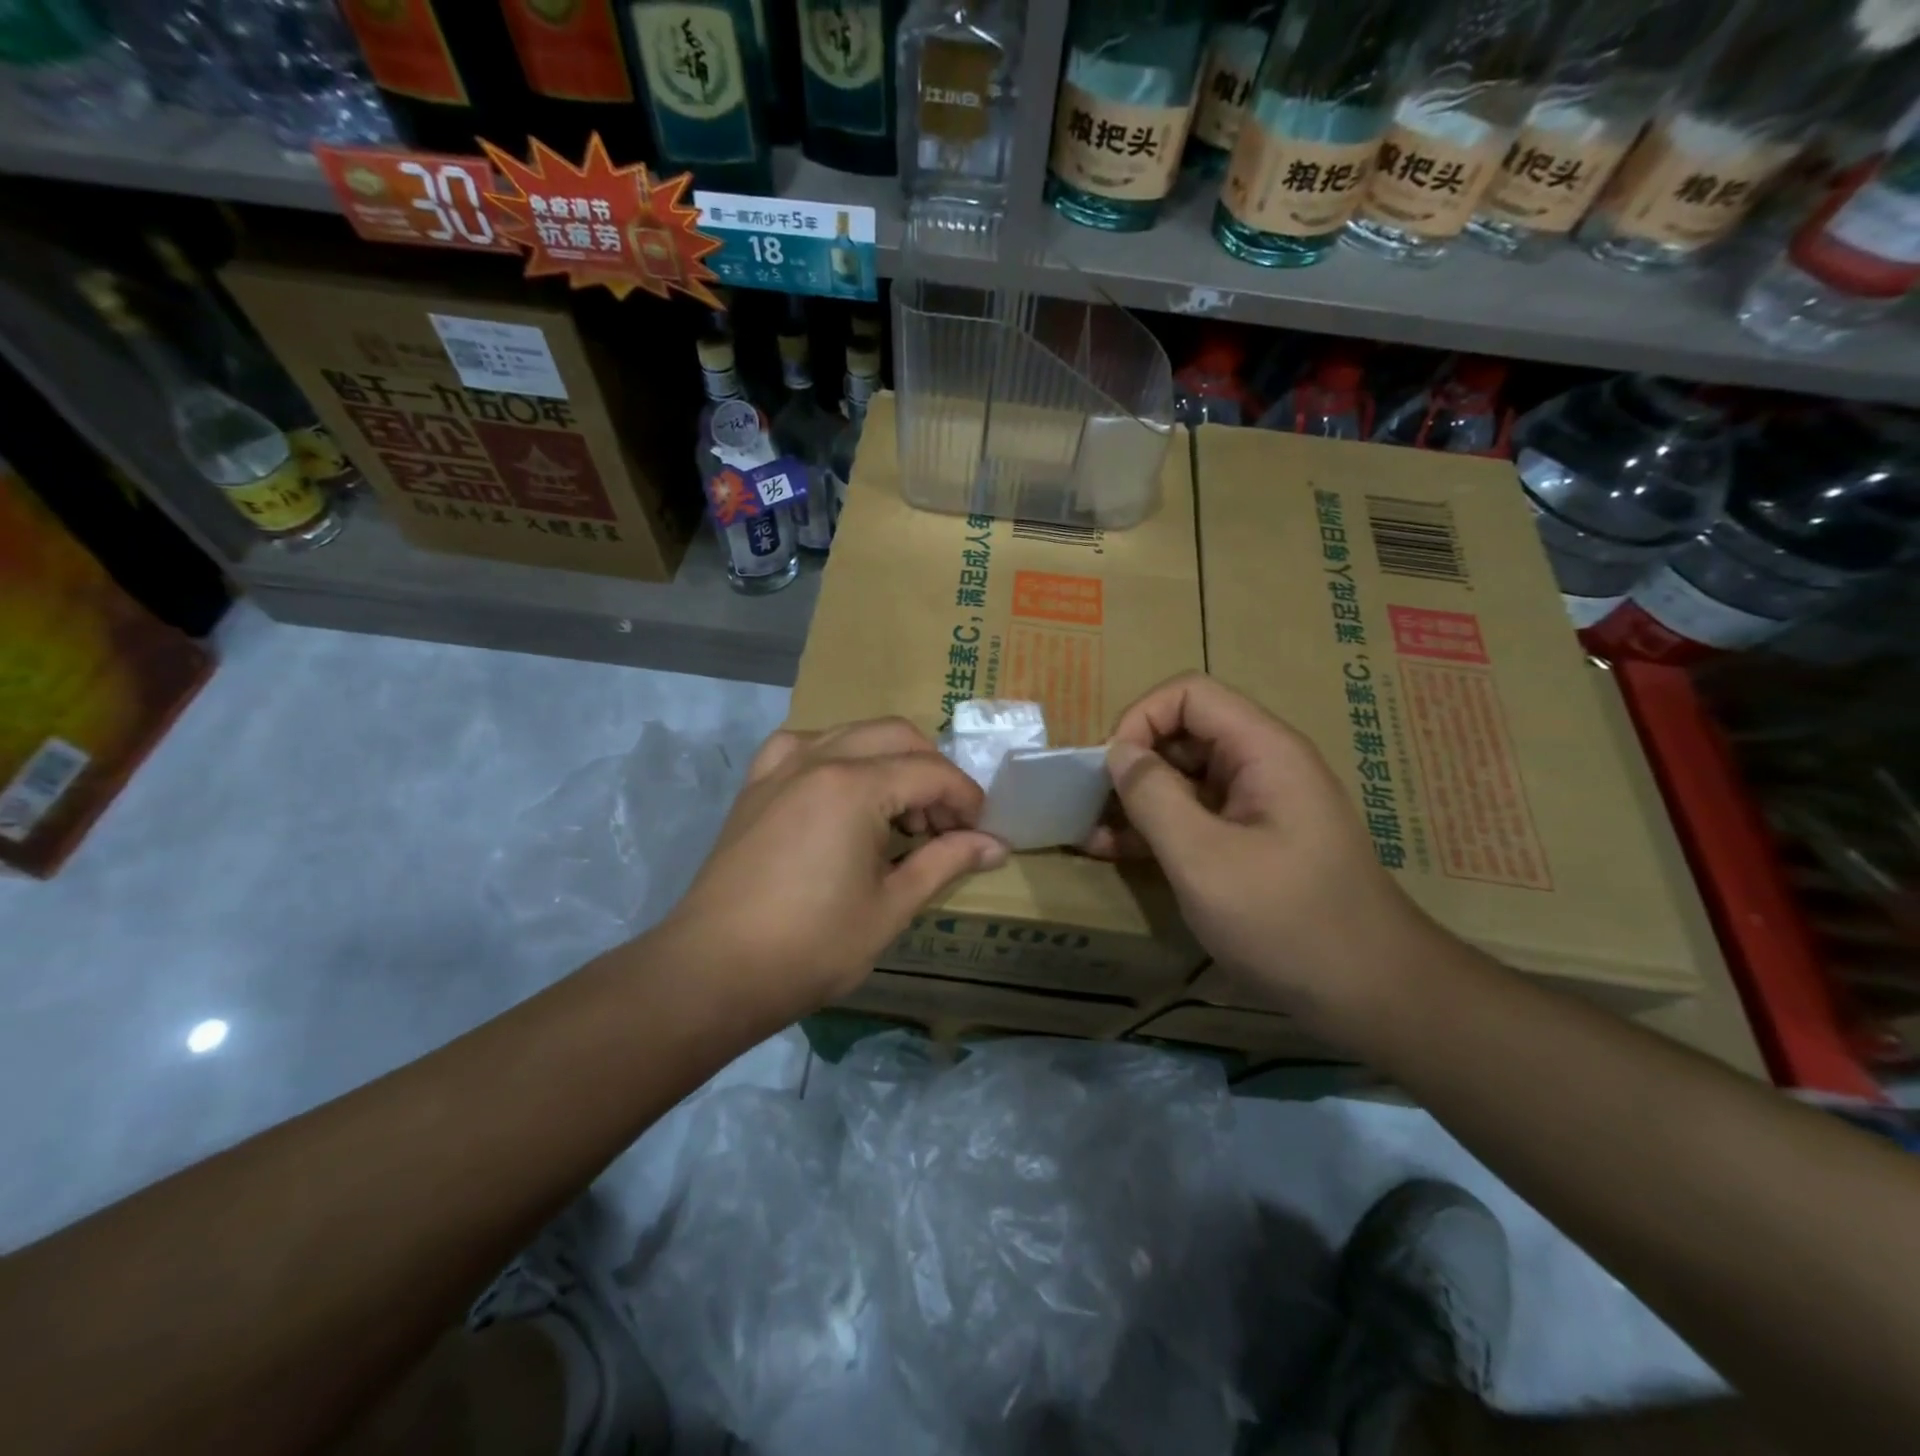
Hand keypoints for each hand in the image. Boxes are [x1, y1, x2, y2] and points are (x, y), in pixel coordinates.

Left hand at [662, 717, 1006, 1018]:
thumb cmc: (811, 946)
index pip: (931, 772)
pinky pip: (802, 744)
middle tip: (942, 824)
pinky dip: (834, 753)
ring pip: (851, 732)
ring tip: (897, 811)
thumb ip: (946, 863)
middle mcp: (818, 759)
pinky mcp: (755, 785)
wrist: (714, 971)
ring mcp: (781, 767)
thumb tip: (996, 845)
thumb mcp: (891, 907)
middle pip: (896, 736)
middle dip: (932, 772)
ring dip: (887, 759)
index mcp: (855, 786)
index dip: (965, 798)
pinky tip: (838, 786)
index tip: (979, 833)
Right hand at [1088, 673, 1433, 1023]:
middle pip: (1185, 733)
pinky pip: (1196, 815)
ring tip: (1091, 833)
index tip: (1109, 768)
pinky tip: (1117, 851)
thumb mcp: (1204, 859)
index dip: (1141, 718)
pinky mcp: (1252, 841)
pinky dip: (1158, 827)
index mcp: (1263, 750)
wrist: (1373, 994)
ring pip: (1185, 777)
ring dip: (1137, 799)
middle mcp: (1262, 765)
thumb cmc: (1288, 921)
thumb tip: (1118, 752)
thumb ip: (1154, 797)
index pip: (1190, 694)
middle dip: (1133, 762)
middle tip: (1090, 804)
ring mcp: (1258, 805)